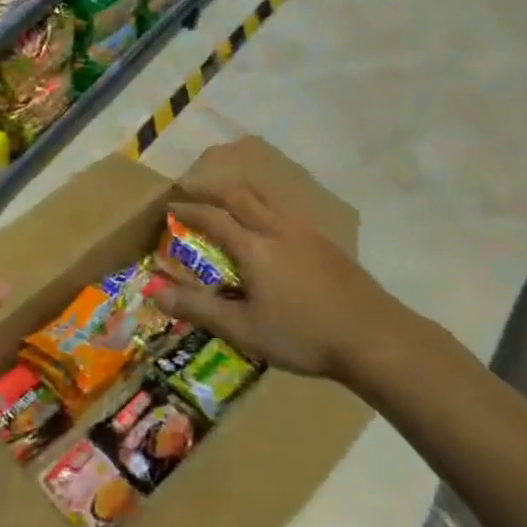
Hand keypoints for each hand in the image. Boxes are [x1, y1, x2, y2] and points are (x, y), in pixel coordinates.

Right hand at [147, 178, 394, 379]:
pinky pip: (286, 210)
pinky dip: (266, 206)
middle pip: (240, 196)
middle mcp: (276, 228)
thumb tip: (155, 292)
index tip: (171, 207)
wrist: (372, 335)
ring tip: (229, 200)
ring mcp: (305, 231)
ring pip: (267, 198)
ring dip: (242, 193)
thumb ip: (199, 308)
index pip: (212, 218)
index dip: (189, 211)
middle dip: (213, 191)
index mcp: (253, 246)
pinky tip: (271, 226)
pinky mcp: (325, 241)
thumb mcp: (243, 329)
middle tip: (195, 193)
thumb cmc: (302, 335)